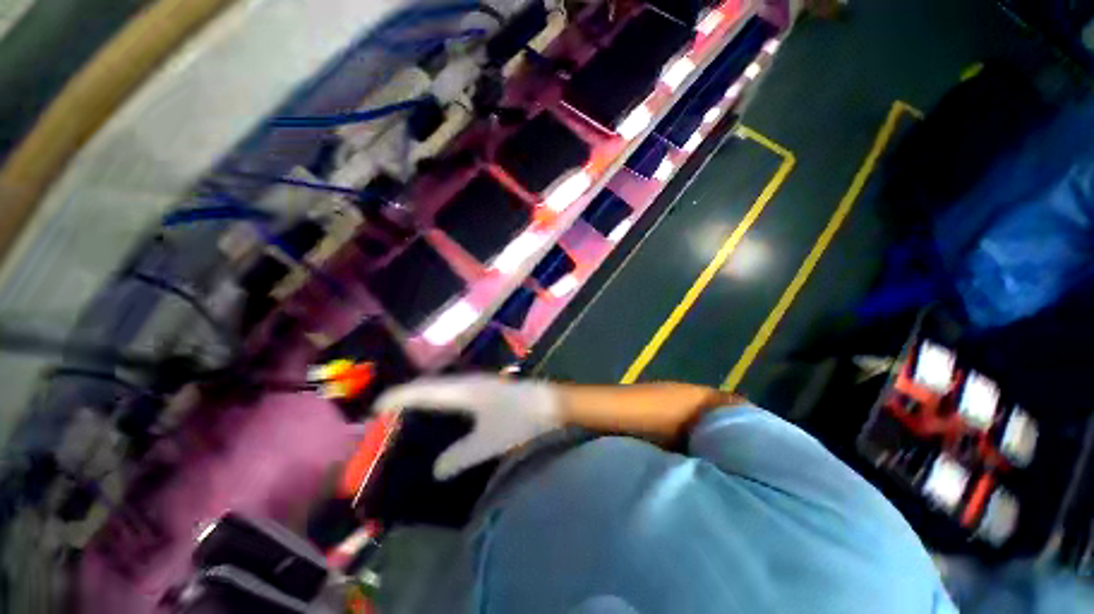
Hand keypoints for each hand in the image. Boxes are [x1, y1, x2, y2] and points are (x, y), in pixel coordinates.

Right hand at [373, 375, 562, 479]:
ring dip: (425, 400)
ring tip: (408, 417)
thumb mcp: (487, 442)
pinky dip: (441, 403)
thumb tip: (436, 471)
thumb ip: (459, 457)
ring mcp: (480, 383)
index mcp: (462, 390)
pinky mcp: (489, 390)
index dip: (397, 397)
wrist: (551, 404)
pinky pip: (455, 394)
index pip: (422, 390)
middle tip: (387, 417)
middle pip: (430, 387)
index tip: (374, 409)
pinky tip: (443, 417)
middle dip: (407, 398)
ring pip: (443, 389)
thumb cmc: (520, 420)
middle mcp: (468, 382)